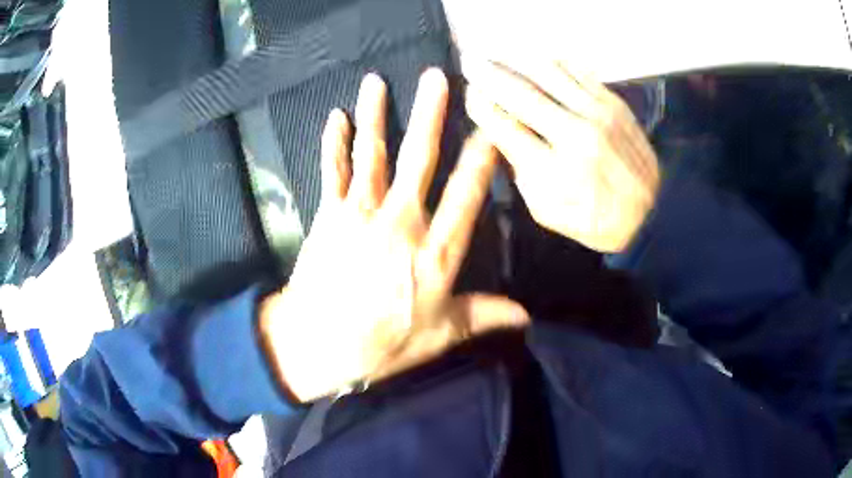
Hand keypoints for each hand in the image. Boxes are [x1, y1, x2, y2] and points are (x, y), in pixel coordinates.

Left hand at [260, 69, 528, 402]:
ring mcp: (360, 214)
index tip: (490, 129)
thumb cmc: (384, 344)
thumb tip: (527, 316)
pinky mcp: (329, 215)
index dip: (481, 160)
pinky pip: (332, 171)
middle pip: (418, 159)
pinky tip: (336, 117)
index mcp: (435, 253)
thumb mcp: (440, 336)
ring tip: (376, 81)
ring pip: (372, 154)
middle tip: (436, 78)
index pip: (466, 196)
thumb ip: (484, 316)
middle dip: (430, 115)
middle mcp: (401, 222)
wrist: (318, 345)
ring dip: (375, 114)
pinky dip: (334, 143)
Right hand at [463, 58, 659, 251]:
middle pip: (520, 92)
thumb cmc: (595, 219)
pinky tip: (537, 59)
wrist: (651, 213)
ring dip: (515, 59)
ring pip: (547, 72)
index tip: (470, 94)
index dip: (480, 105)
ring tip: (498, 53)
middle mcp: (574, 134)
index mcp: (553, 169)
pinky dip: (552, 61)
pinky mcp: (614, 103)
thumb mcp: (546, 211)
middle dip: (488, 74)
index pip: (502, 124)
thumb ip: (520, 172)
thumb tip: (502, 134)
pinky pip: (577, 71)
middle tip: (470, 62)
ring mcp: (597, 113)